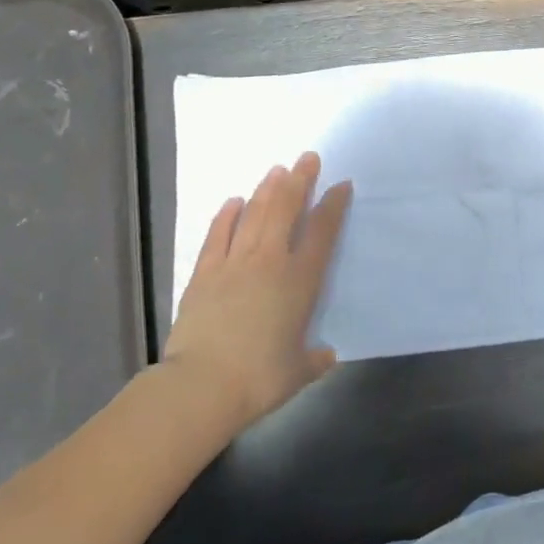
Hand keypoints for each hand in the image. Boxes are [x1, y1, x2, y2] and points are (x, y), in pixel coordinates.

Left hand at [163, 152, 351, 427]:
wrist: (202, 385)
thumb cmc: (259, 379)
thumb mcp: (298, 372)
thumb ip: (315, 359)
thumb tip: (326, 355)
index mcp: (301, 281)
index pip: (323, 232)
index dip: (333, 206)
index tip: (341, 185)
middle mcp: (271, 261)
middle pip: (287, 210)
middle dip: (300, 181)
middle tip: (307, 157)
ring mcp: (235, 263)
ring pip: (255, 215)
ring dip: (267, 190)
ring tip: (277, 170)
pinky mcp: (204, 273)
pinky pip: (218, 235)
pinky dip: (226, 216)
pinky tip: (233, 201)